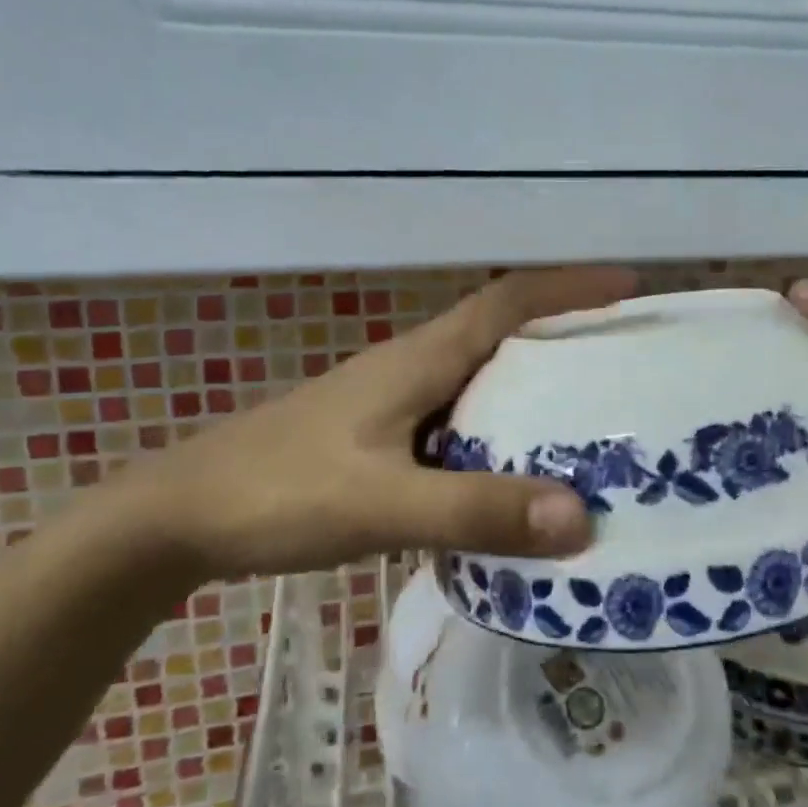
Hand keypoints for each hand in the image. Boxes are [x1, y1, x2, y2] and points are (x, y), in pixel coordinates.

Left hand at [104, 268, 637, 588]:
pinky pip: (458, 424)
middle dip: (566, 338)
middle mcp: (413, 370)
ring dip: (533, 390)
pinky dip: (498, 436)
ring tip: (592, 422)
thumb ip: (476, 511)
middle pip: (502, 336)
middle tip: (626, 366)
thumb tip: (582, 519)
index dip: (569, 287)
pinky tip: (516, 477)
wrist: (177, 518)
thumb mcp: (382, 503)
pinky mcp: (379, 439)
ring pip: (481, 382)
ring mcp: (393, 404)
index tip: (630, 287)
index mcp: (420, 360)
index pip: (507, 302)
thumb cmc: (277, 493)